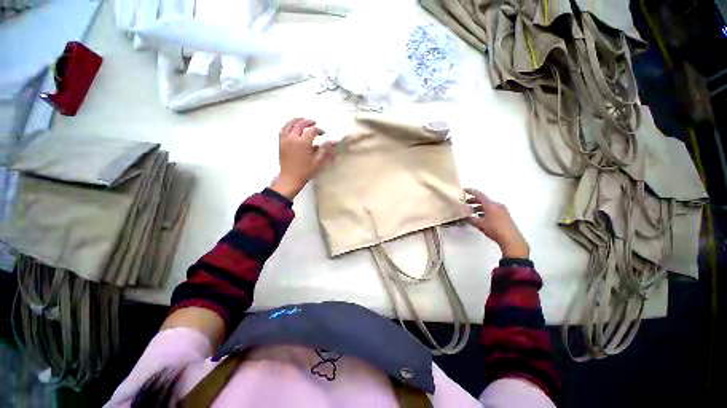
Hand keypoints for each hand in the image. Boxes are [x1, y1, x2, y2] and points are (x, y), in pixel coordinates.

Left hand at [270, 118, 335, 198]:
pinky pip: (283, 130)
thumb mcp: (318, 162)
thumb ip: (324, 150)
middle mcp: (293, 139)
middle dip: (308, 122)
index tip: (322, 133)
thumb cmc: (304, 171)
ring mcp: (285, 140)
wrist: (290, 178)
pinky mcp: (281, 143)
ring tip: (301, 119)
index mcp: (303, 143)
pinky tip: (291, 126)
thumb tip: (331, 143)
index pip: (312, 131)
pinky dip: (288, 126)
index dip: (319, 130)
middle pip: (300, 125)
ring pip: (289, 125)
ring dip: (296, 120)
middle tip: (313, 123)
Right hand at [465, 188, 529, 258]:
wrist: (511, 239)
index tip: (465, 190)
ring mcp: (502, 210)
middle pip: (484, 200)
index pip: (479, 195)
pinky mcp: (505, 215)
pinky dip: (485, 210)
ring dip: (479, 207)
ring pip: (488, 205)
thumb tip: (467, 217)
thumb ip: (471, 219)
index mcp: (490, 205)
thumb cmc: (495, 230)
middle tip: (466, 203)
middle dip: (474, 201)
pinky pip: (493, 209)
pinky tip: (481, 217)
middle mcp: (497, 205)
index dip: (471, 191)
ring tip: (472, 211)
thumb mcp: (480, 224)